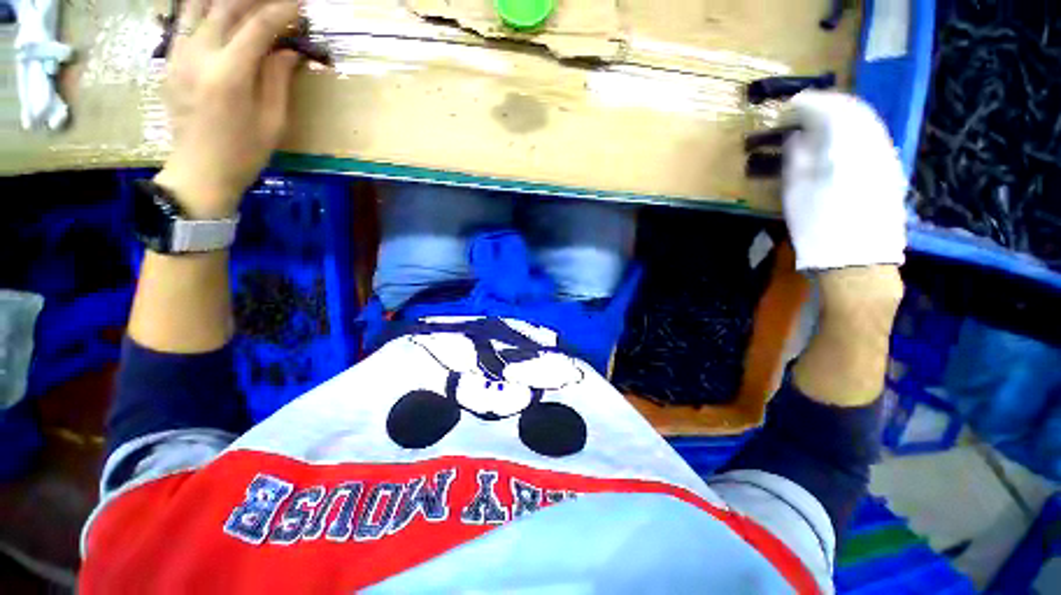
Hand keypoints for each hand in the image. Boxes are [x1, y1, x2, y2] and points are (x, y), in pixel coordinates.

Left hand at [154, 0, 301, 218]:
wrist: (199, 172)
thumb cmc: (244, 153)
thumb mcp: (273, 121)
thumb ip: (278, 79)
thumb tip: (288, 50)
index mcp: (229, 75)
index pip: (257, 26)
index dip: (281, 11)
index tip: (300, 4)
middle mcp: (199, 56)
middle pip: (225, 8)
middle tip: (277, 1)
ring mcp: (179, 55)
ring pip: (198, 6)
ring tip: (246, 2)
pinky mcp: (170, 60)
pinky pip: (184, 20)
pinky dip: (203, 8)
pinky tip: (218, 10)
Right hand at [781, 91, 907, 271]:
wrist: (858, 258)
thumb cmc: (819, 226)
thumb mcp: (796, 192)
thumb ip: (797, 157)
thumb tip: (796, 136)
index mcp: (846, 147)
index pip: (829, 109)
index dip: (808, 103)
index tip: (790, 105)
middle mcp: (873, 143)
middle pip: (853, 109)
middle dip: (828, 104)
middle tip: (805, 109)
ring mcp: (886, 155)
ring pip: (866, 120)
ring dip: (842, 115)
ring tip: (820, 122)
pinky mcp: (891, 168)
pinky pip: (873, 136)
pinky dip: (855, 130)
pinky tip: (840, 140)